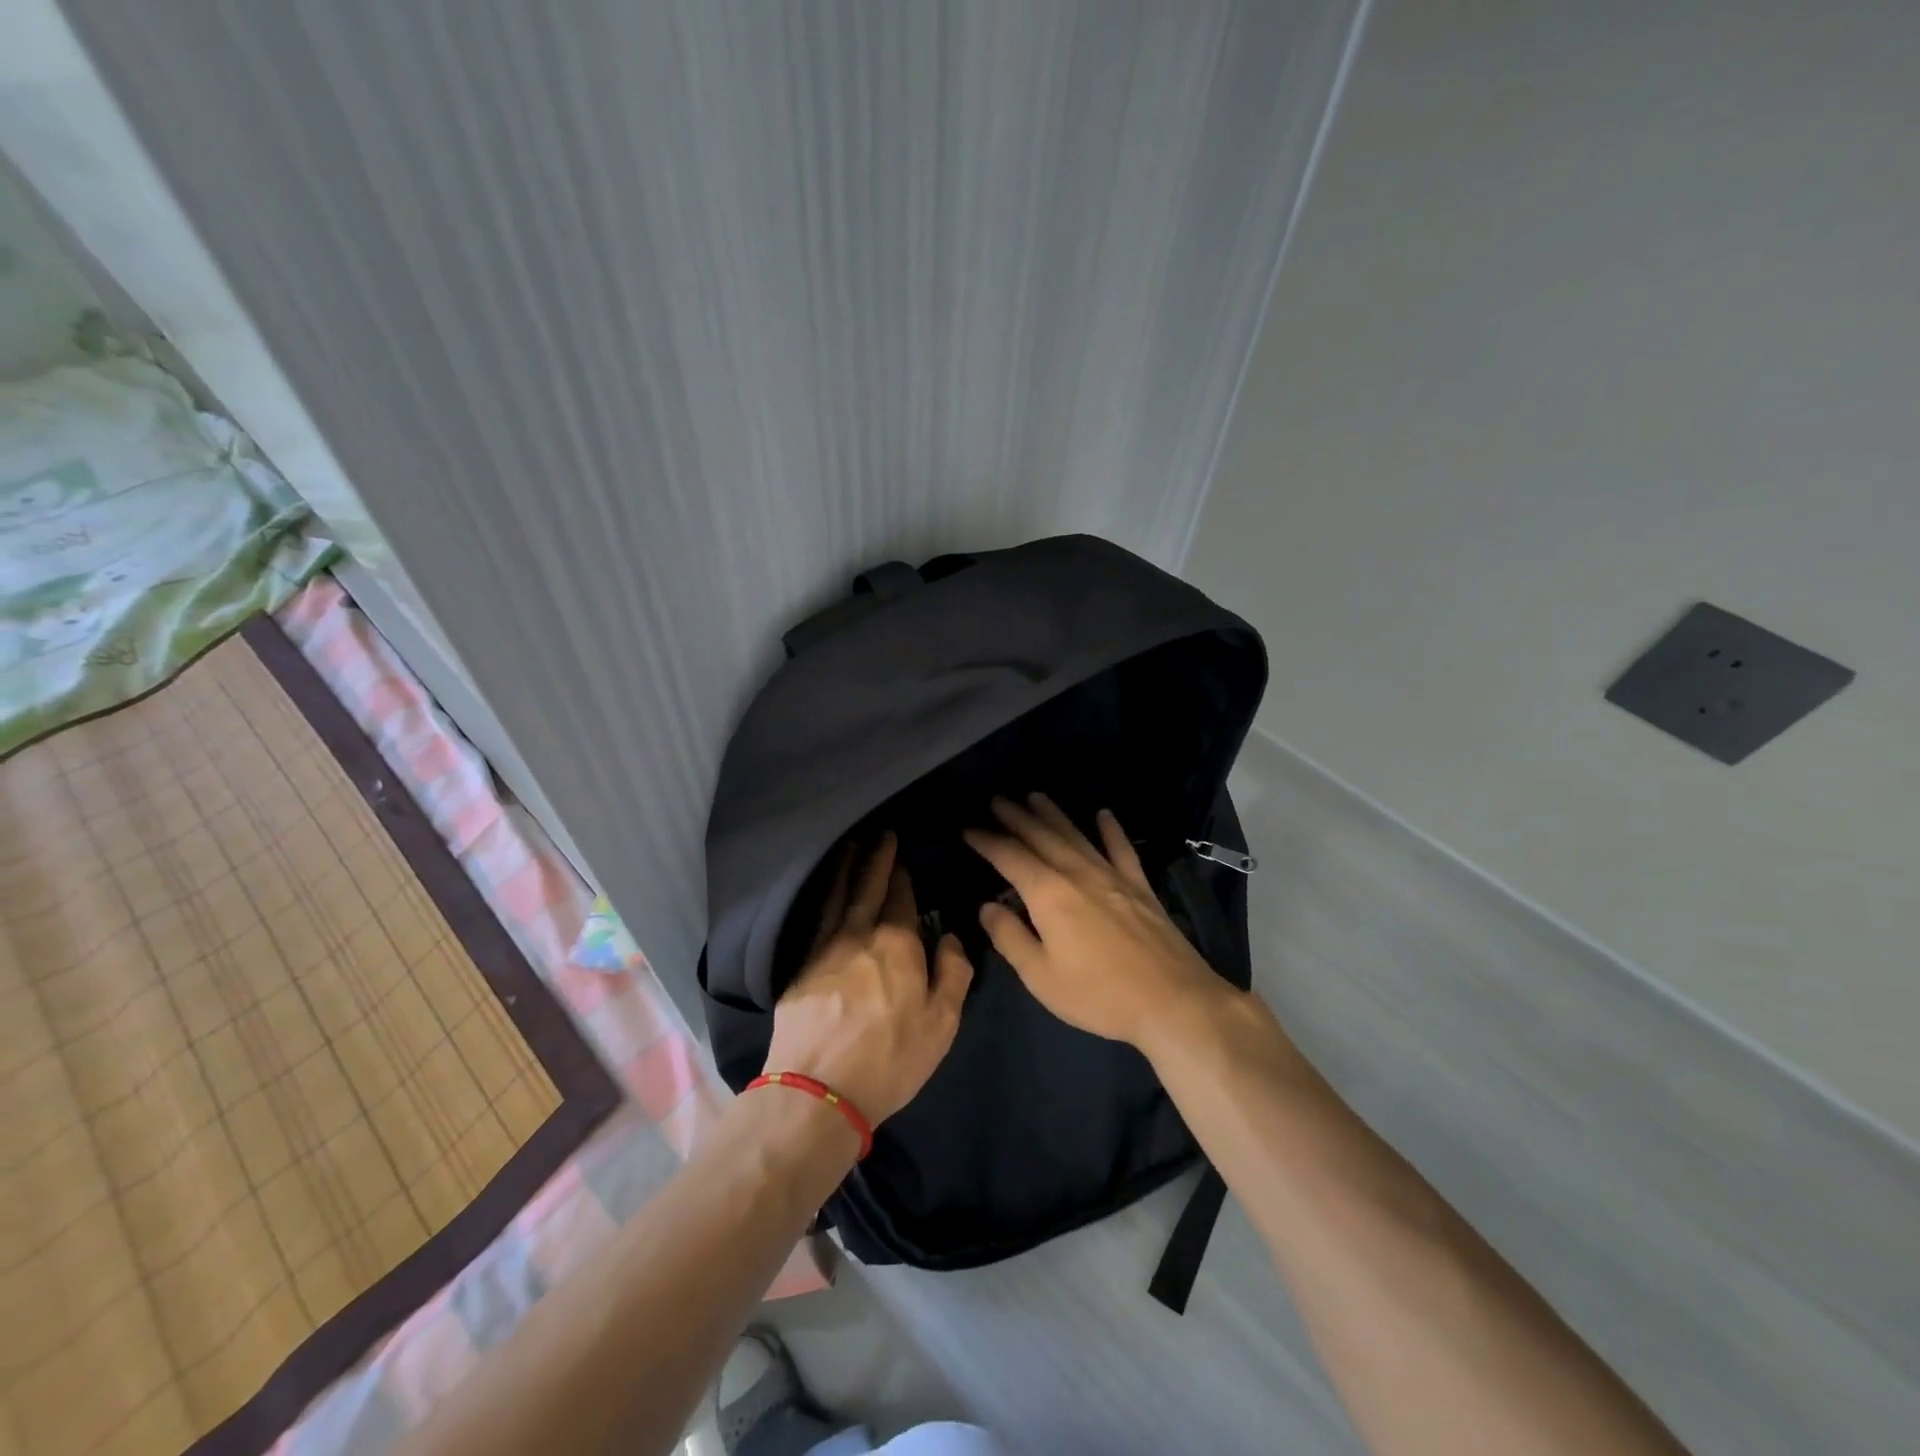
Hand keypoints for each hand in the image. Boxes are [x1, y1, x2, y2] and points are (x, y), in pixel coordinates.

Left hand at [763, 832, 973, 1124]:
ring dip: (845, 869)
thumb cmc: (891, 1058)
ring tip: (849, 846)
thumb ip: (953, 974)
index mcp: (897, 944)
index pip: (901, 898)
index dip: (902, 874)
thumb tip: (952, 939)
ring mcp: (824, 949)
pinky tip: (824, 894)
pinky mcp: (799, 968)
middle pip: (868, 887)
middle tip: (879, 833)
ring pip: (837, 897)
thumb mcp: (941, 1023)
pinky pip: (815, 919)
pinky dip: (822, 898)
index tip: (902, 853)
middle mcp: (859, 935)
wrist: (818, 1090)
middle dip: (875, 858)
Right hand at [963, 794, 1228, 1049]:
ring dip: (1053, 814)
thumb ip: (1010, 938)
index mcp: (1048, 894)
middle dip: (1016, 817)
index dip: (987, 841)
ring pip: (1076, 835)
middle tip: (997, 799)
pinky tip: (1103, 814)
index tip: (968, 827)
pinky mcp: (1139, 887)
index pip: (1010, 857)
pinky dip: (1111, 830)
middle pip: (1042, 836)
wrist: (1172, 1000)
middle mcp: (1078, 873)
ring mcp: (1112, 876)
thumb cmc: (1098, 994)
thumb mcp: (1040, 977)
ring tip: (1035, 796)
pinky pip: (1121, 849)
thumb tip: (987, 907)